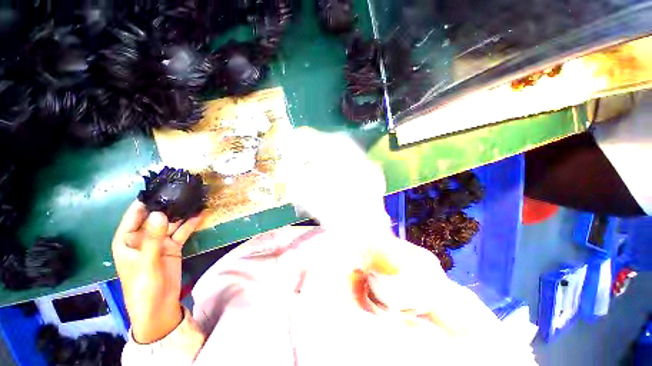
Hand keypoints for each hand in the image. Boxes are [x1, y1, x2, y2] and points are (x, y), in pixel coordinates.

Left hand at [112, 201, 203, 343]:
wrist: (158, 307)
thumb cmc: (143, 287)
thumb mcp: (146, 263)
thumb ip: (153, 238)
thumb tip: (160, 213)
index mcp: (127, 240)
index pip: (134, 215)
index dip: (146, 201)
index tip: (160, 187)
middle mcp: (143, 238)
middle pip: (156, 217)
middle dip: (168, 205)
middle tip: (183, 190)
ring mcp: (160, 242)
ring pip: (171, 223)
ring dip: (182, 213)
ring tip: (194, 199)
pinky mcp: (173, 247)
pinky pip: (182, 232)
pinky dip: (190, 224)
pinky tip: (199, 214)